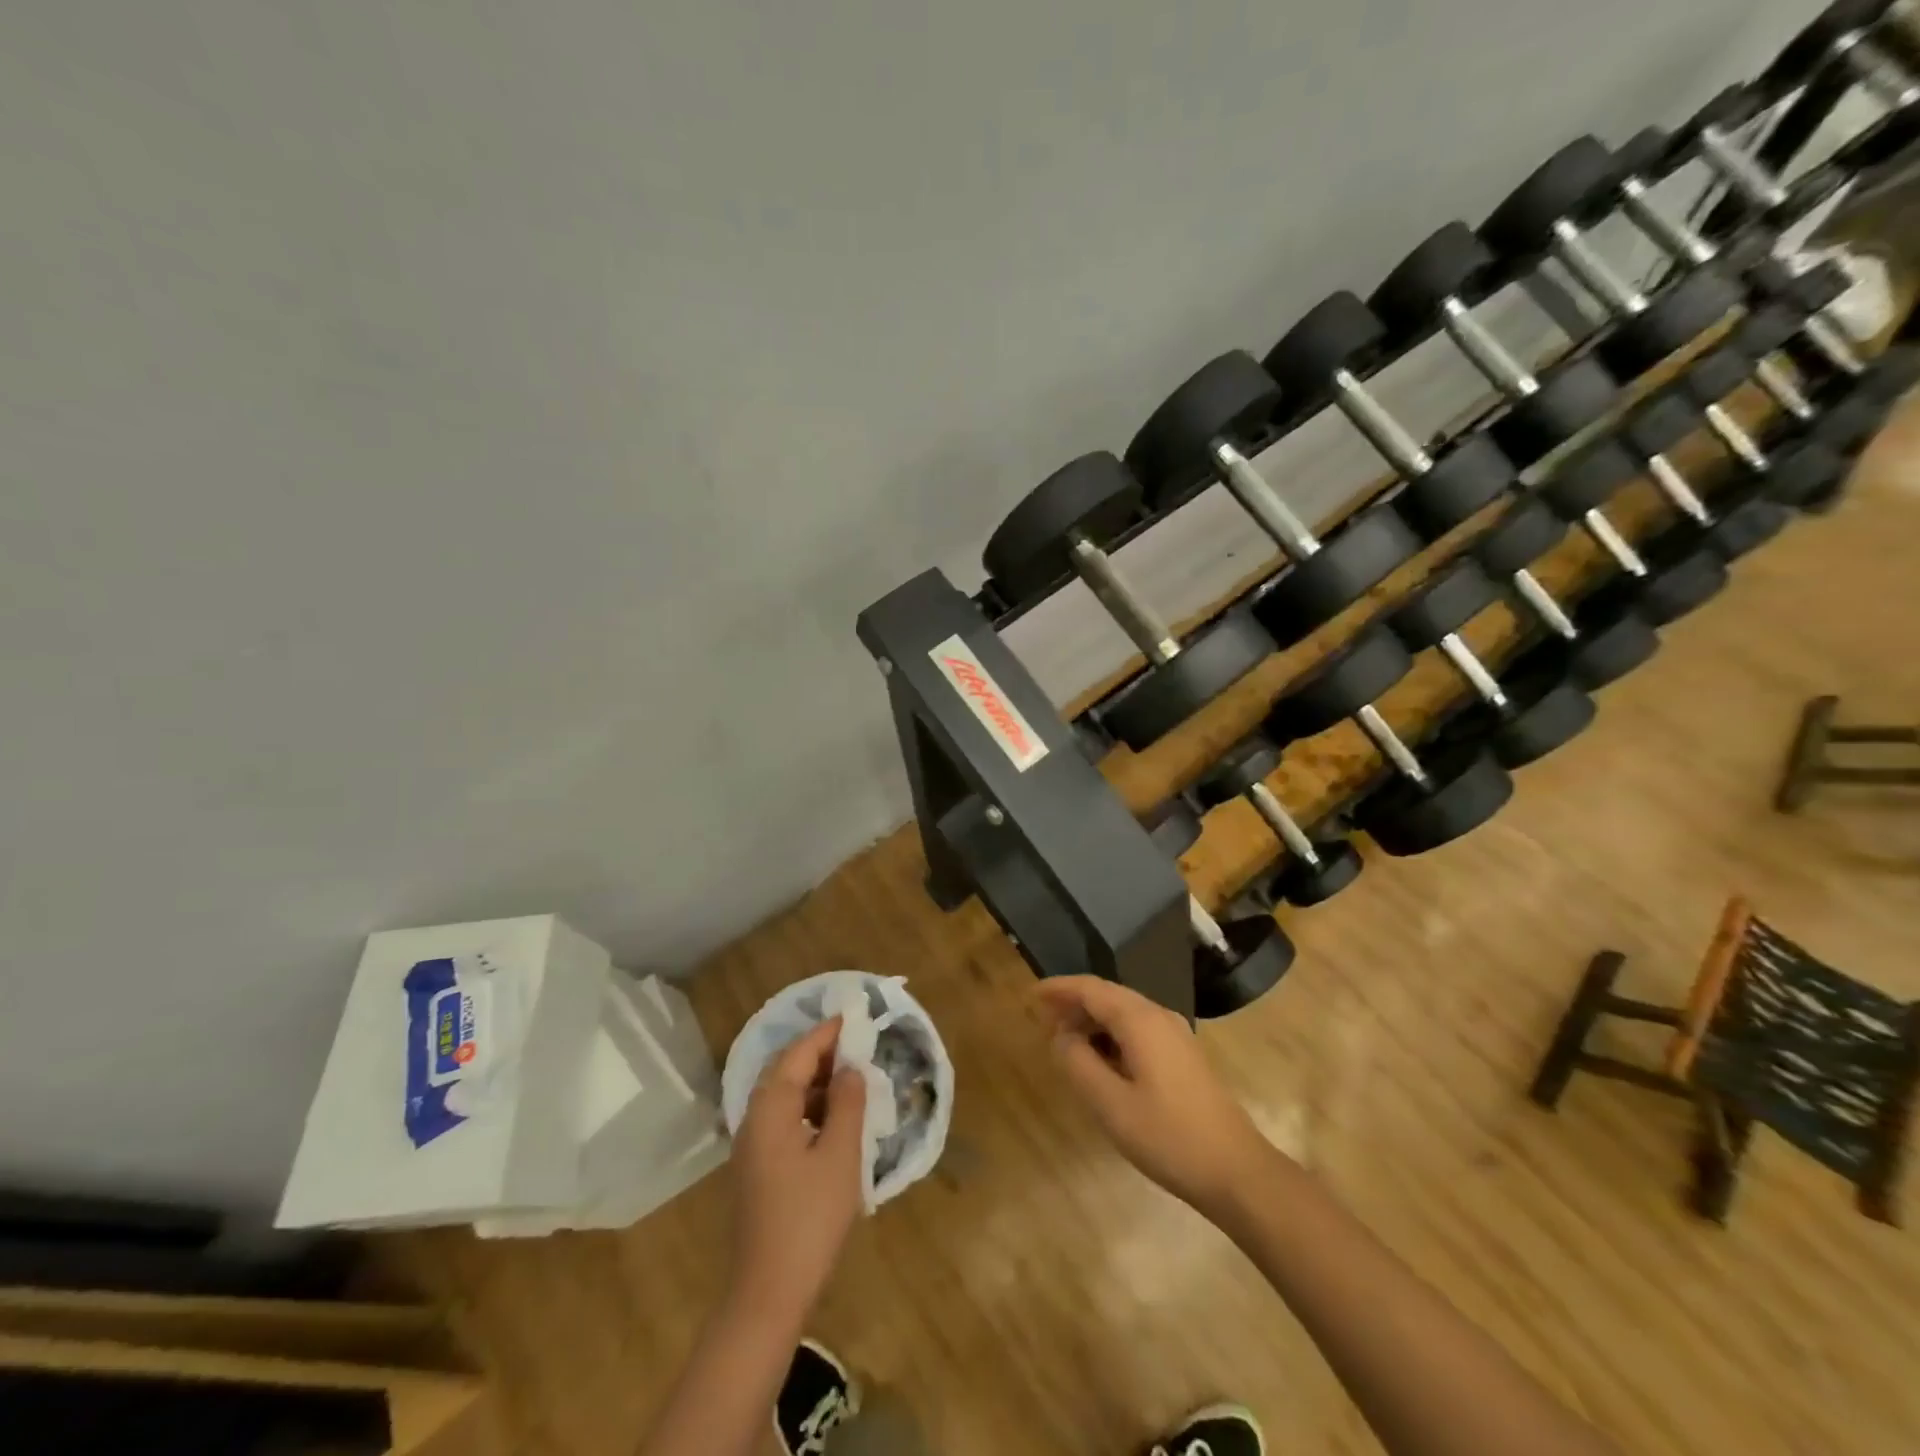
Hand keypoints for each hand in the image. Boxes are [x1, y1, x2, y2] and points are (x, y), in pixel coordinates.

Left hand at [727, 1017, 867, 1321]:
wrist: (767, 1291)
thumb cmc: (809, 1219)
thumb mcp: (840, 1156)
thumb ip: (847, 1104)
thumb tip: (850, 1069)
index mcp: (770, 1109)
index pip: (798, 1054)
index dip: (826, 1033)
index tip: (852, 1017)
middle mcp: (753, 1119)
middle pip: (784, 1070)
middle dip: (818, 1053)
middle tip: (854, 1045)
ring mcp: (751, 1146)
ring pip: (783, 1095)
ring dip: (814, 1080)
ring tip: (850, 1079)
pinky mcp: (756, 1168)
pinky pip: (782, 1118)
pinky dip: (807, 1106)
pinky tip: (833, 1119)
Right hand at [1035, 976, 1269, 1216]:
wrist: (1236, 1170)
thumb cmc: (1168, 1137)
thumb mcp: (1110, 1104)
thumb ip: (1078, 1063)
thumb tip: (1061, 1036)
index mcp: (1140, 1020)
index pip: (1091, 989)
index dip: (1059, 988)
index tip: (1032, 995)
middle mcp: (1159, 1016)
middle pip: (1108, 995)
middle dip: (1074, 1003)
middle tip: (1043, 1021)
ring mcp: (1175, 1034)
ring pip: (1124, 1012)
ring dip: (1093, 1020)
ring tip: (1065, 1041)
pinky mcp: (1183, 1055)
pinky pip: (1138, 1029)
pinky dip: (1112, 1034)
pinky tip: (1100, 1059)